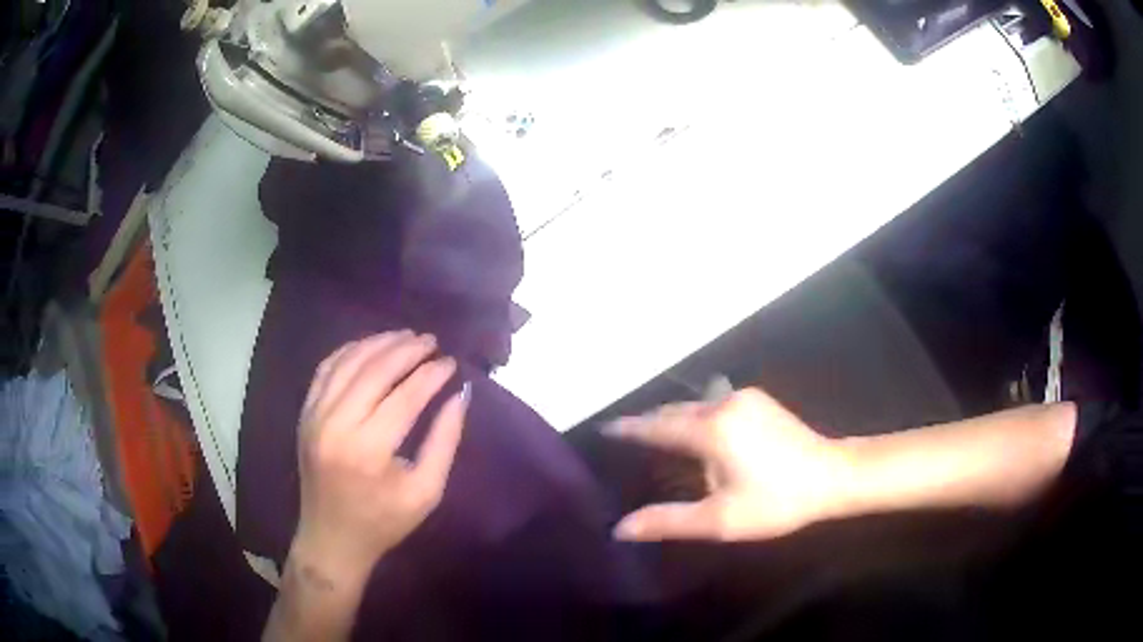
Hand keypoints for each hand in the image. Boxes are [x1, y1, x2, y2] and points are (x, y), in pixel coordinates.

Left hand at [293, 331, 467, 580]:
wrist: (331, 539)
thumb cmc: (384, 522)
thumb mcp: (426, 492)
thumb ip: (445, 441)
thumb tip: (460, 395)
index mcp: (368, 450)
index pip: (406, 396)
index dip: (432, 374)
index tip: (452, 362)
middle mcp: (336, 425)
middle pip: (374, 371)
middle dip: (407, 350)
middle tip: (432, 341)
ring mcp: (314, 416)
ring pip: (347, 362)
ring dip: (378, 343)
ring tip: (405, 336)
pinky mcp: (304, 415)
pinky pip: (326, 370)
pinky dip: (348, 351)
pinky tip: (369, 346)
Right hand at [605, 388, 850, 541]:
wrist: (832, 476)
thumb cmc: (776, 502)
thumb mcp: (720, 520)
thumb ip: (668, 521)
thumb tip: (620, 528)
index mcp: (711, 431)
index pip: (656, 427)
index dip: (629, 429)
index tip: (605, 428)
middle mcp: (723, 404)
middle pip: (675, 412)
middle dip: (651, 423)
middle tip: (629, 439)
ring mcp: (744, 397)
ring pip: (695, 406)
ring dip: (675, 420)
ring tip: (659, 439)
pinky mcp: (758, 399)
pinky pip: (714, 404)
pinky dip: (697, 416)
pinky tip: (699, 435)